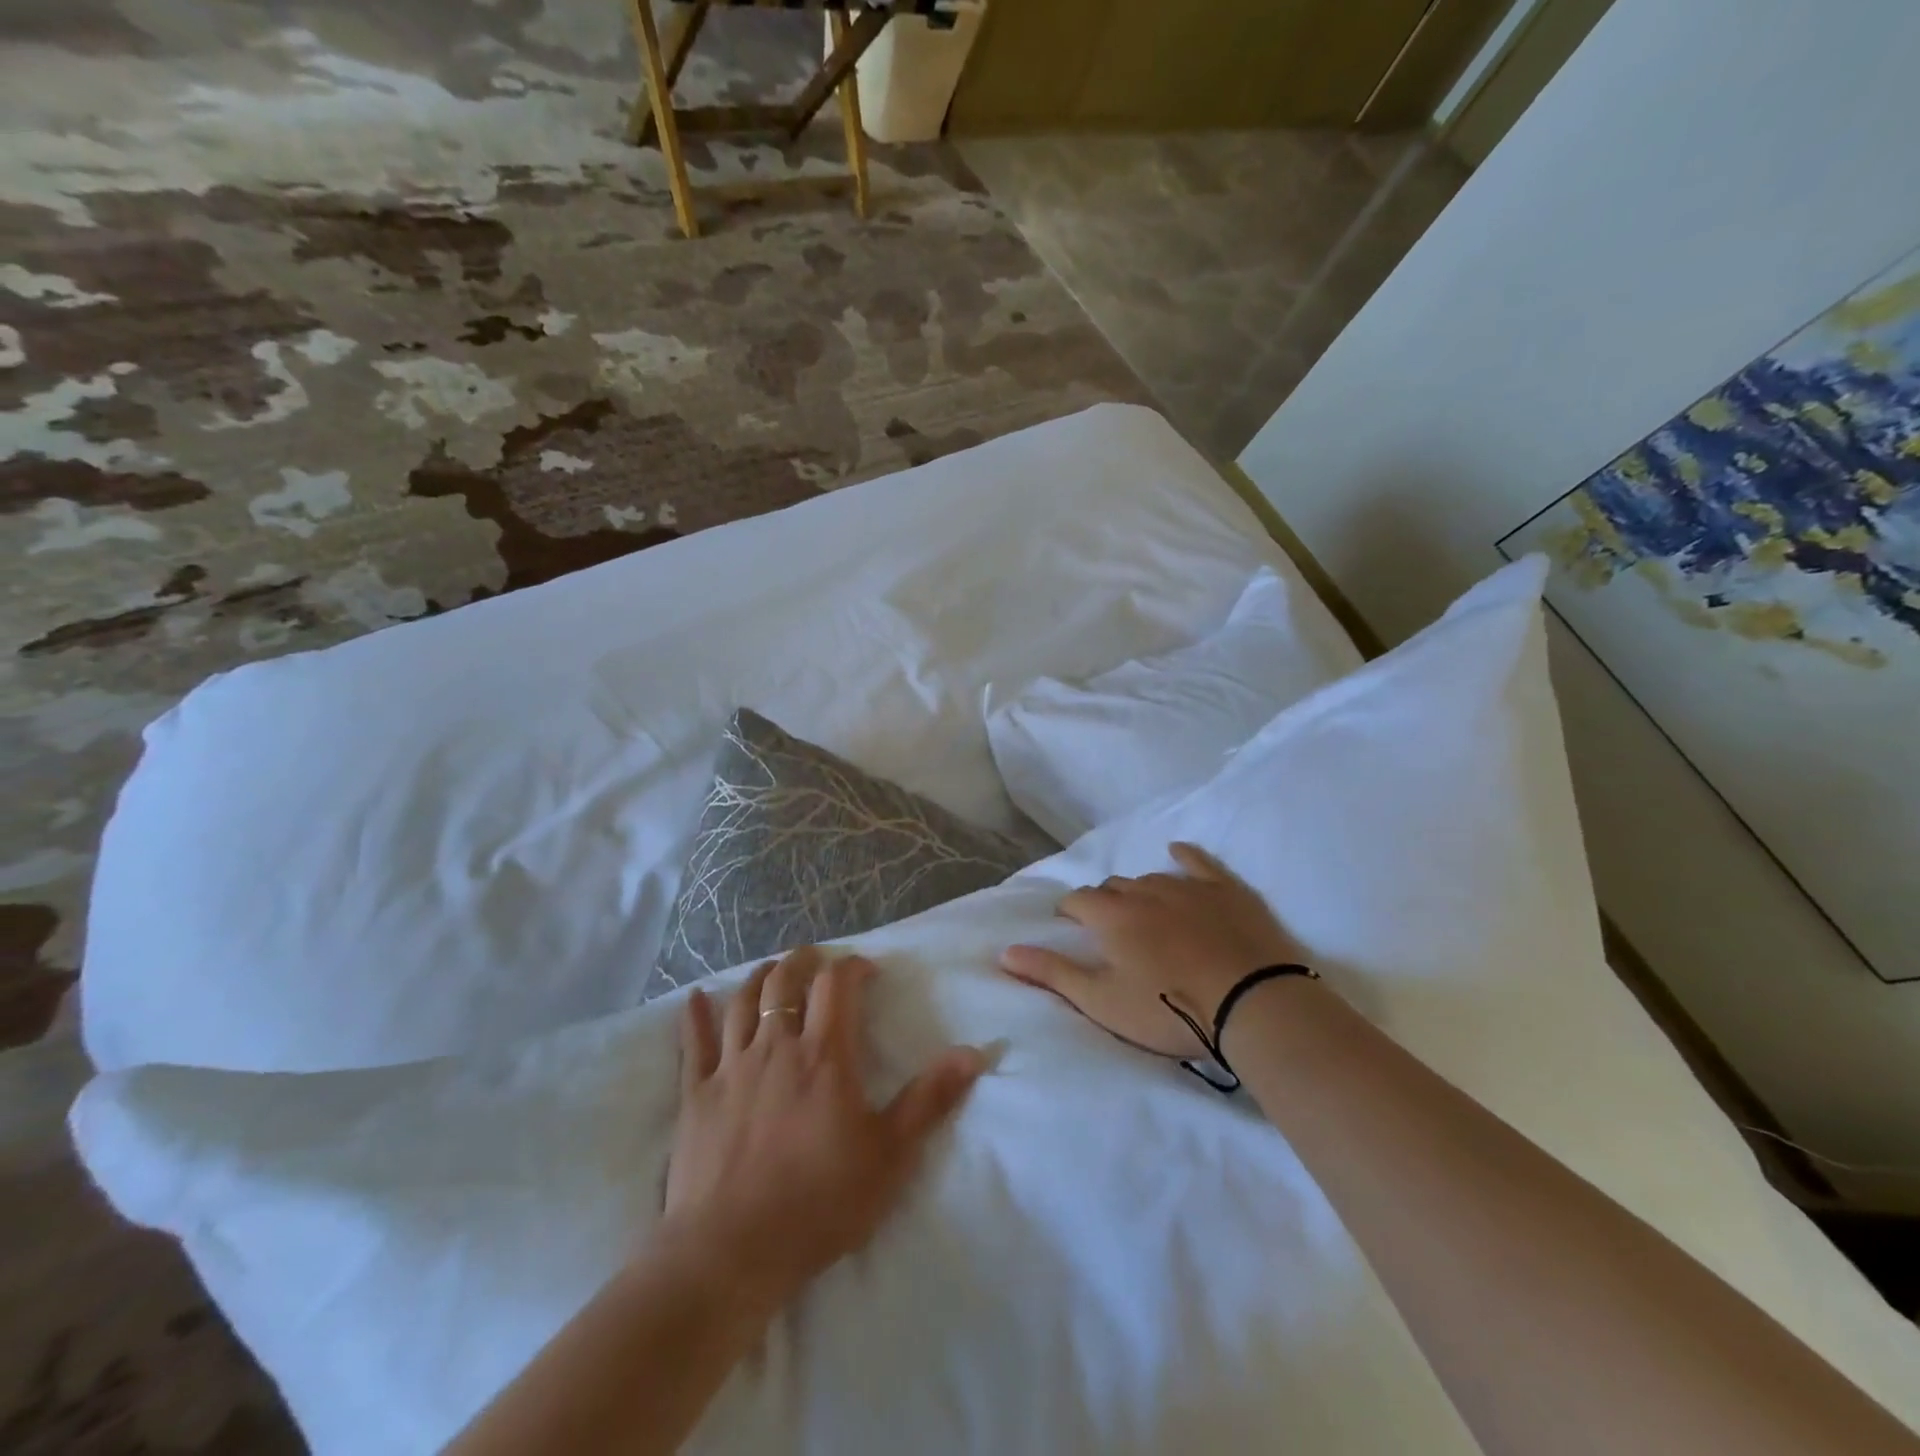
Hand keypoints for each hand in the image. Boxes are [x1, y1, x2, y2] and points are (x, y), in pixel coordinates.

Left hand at [658, 947, 984, 1317]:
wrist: (730, 1253)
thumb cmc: (818, 1203)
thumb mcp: (890, 1155)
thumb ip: (930, 1099)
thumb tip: (973, 1052)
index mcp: (823, 1055)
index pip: (837, 985)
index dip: (852, 967)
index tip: (866, 970)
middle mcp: (775, 1046)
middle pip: (785, 981)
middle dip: (804, 961)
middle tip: (817, 960)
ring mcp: (730, 1067)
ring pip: (742, 1001)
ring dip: (759, 977)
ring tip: (772, 969)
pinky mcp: (695, 1095)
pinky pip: (693, 1044)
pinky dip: (695, 1016)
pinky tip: (693, 998)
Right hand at [999, 842, 1306, 1058]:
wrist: (1254, 1004)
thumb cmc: (1171, 1008)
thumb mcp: (1103, 1001)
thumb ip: (1052, 973)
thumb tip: (1005, 951)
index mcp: (1112, 916)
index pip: (1078, 901)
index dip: (1070, 912)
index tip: (1071, 927)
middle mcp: (1144, 890)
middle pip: (1113, 887)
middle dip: (1104, 902)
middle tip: (1110, 929)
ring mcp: (1188, 886)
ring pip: (1150, 877)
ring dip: (1140, 890)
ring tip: (1144, 912)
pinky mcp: (1226, 889)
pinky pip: (1199, 862)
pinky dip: (1185, 857)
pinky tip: (1177, 853)